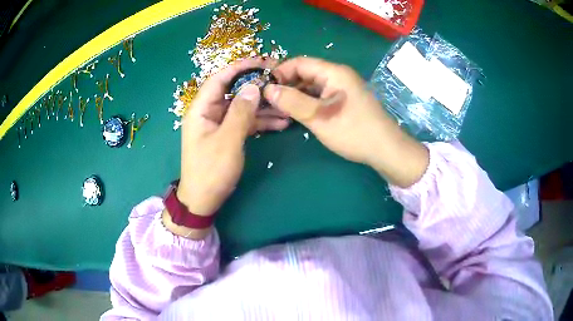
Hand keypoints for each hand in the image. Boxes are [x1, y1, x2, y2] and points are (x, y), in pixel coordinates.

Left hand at [172, 59, 289, 237]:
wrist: (203, 200)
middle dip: (257, 86)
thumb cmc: (211, 171)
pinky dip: (261, 122)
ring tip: (287, 106)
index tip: (262, 62)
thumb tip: (254, 87)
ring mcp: (219, 124)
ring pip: (243, 107)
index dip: (239, 67)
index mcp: (201, 109)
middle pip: (234, 91)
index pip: (219, 79)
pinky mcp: (227, 135)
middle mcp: (209, 112)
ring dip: (263, 107)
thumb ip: (241, 112)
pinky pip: (245, 122)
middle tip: (280, 81)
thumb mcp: (227, 141)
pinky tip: (281, 123)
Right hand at [264, 57, 428, 187]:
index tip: (264, 89)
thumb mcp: (319, 116)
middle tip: (268, 102)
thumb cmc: (353, 131)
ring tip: (279, 110)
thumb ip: (292, 101)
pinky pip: (320, 96)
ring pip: (312, 86)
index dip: (280, 73)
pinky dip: (307, 102)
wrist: (385, 149)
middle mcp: (338, 75)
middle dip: (286, 85)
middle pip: (305, 73)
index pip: (299, 62)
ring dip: (295, 95)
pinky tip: (297, 114)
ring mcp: (342, 88)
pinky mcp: (344, 101)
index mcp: (333, 72)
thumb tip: (268, 89)